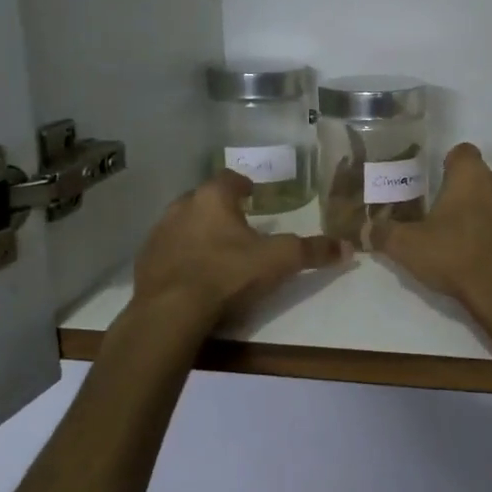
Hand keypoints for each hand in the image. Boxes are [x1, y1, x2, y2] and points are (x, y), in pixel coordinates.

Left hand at [133, 171, 349, 321]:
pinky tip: (193, 275)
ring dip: (197, 232)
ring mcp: (158, 235)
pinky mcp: (144, 263)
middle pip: (202, 200)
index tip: (252, 194)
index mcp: (212, 199)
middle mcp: (181, 208)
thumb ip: (312, 251)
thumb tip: (348, 247)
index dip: (242, 185)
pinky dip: (180, 257)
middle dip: (219, 209)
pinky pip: (167, 252)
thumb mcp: (279, 261)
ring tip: (216, 251)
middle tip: (237, 224)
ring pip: (182, 225)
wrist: (171, 312)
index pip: (228, 178)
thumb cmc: (228, 274)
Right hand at [376, 145, 491, 325]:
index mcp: (472, 175)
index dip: (449, 166)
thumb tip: (358, 230)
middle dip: (469, 194)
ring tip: (474, 243)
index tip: (437, 187)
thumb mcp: (407, 247)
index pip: (461, 152)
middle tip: (450, 221)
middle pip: (484, 178)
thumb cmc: (457, 257)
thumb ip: (381, 233)